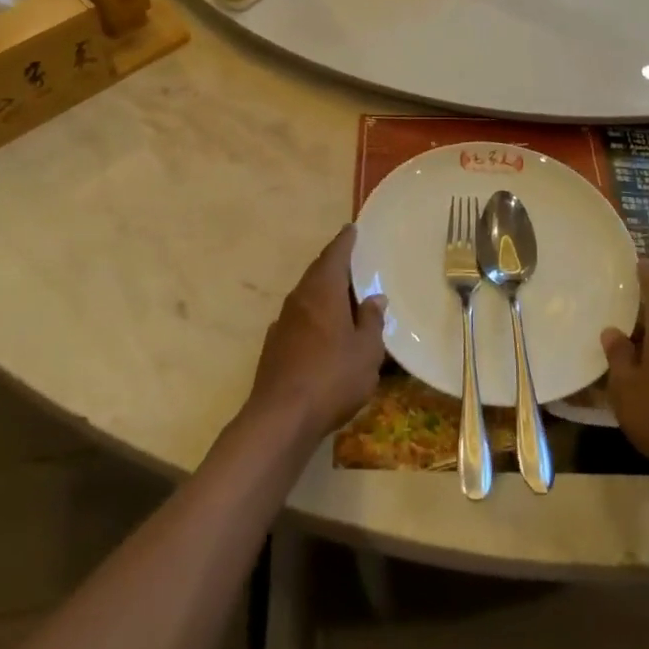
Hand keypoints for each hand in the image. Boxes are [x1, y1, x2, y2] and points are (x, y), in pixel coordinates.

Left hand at [246, 225, 386, 442]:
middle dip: (335, 266)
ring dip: (325, 293)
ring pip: (307, 297)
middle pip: (318, 273)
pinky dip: (314, 317)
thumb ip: (371, 322)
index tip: (352, 229)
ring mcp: (283, 322)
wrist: (280, 418)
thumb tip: (374, 298)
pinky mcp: (274, 346)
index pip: (335, 255)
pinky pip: (299, 319)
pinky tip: (325, 334)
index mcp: (323, 291)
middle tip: (355, 263)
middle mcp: (299, 299)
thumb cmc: (332, 377)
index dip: (345, 241)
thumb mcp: (367, 351)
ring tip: (345, 299)